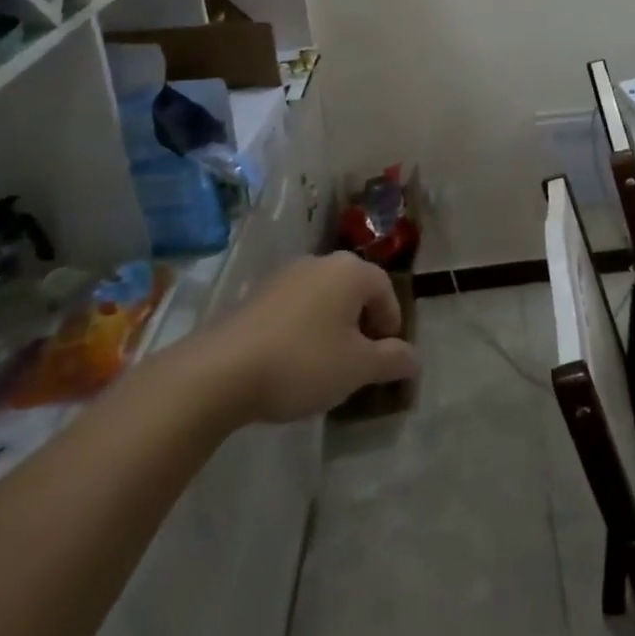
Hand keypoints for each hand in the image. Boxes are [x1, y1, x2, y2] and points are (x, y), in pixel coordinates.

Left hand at [183, 253, 417, 424]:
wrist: (219, 372)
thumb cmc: (302, 363)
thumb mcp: (357, 368)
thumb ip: (392, 360)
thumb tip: (415, 359)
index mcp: (351, 271)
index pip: (386, 291)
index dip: (391, 325)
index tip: (383, 360)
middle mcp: (321, 263)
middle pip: (354, 292)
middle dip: (361, 326)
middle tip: (357, 363)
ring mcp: (285, 276)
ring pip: (324, 300)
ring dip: (331, 328)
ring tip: (324, 367)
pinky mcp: (255, 296)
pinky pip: (294, 309)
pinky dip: (302, 330)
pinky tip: (290, 363)